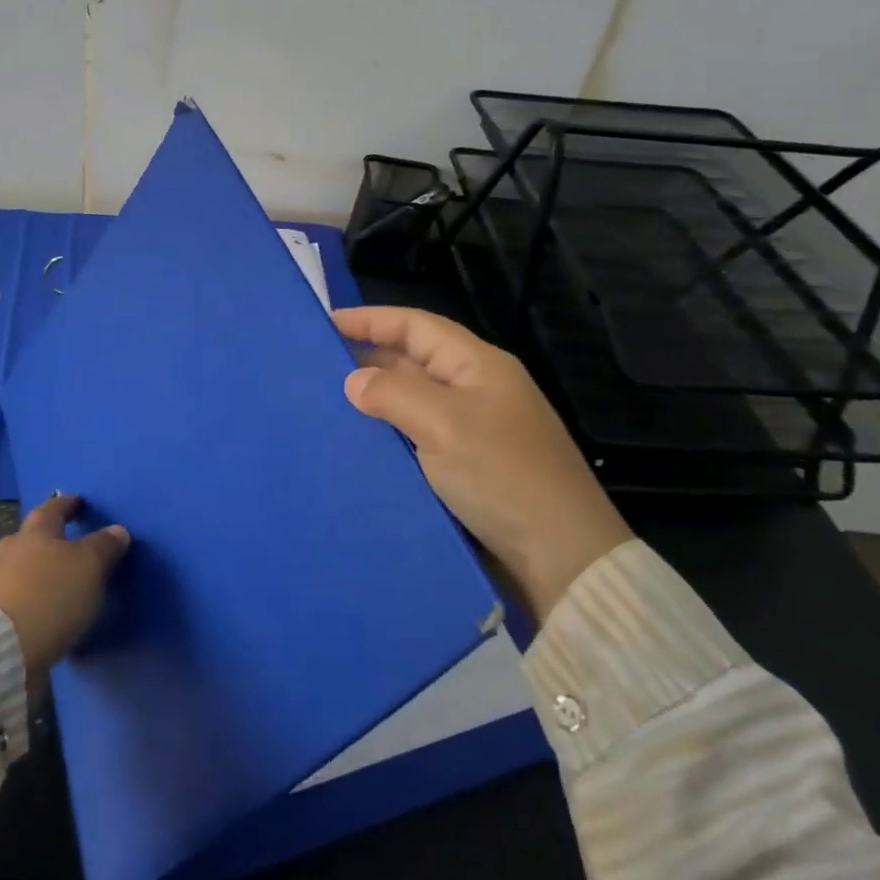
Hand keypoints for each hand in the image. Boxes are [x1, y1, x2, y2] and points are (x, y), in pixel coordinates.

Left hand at [0, 494, 130, 688]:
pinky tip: (49, 612)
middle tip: (66, 543)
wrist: (3, 649)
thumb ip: (104, 546)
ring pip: (21, 569)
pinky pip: (19, 599)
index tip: (79, 502)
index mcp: (35, 532)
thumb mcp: (89, 565)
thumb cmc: (50, 594)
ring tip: (62, 583)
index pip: (52, 508)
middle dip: (46, 539)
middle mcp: (12, 552)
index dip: (67, 504)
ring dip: (39, 572)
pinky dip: (34, 600)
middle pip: (29, 538)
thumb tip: (117, 530)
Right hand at [334, 305, 630, 622]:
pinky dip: (388, 433)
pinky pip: (417, 435)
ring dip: (375, 399)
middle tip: (316, 367)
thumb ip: (392, 394)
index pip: (416, 326)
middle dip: (367, 358)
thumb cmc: (503, 476)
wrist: (563, 559)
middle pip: (413, 360)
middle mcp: (476, 389)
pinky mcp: (468, 466)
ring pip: (413, 400)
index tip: (326, 323)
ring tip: (327, 403)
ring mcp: (473, 429)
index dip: (371, 320)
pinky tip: (359, 443)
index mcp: (478, 365)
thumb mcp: (444, 424)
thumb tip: (353, 382)